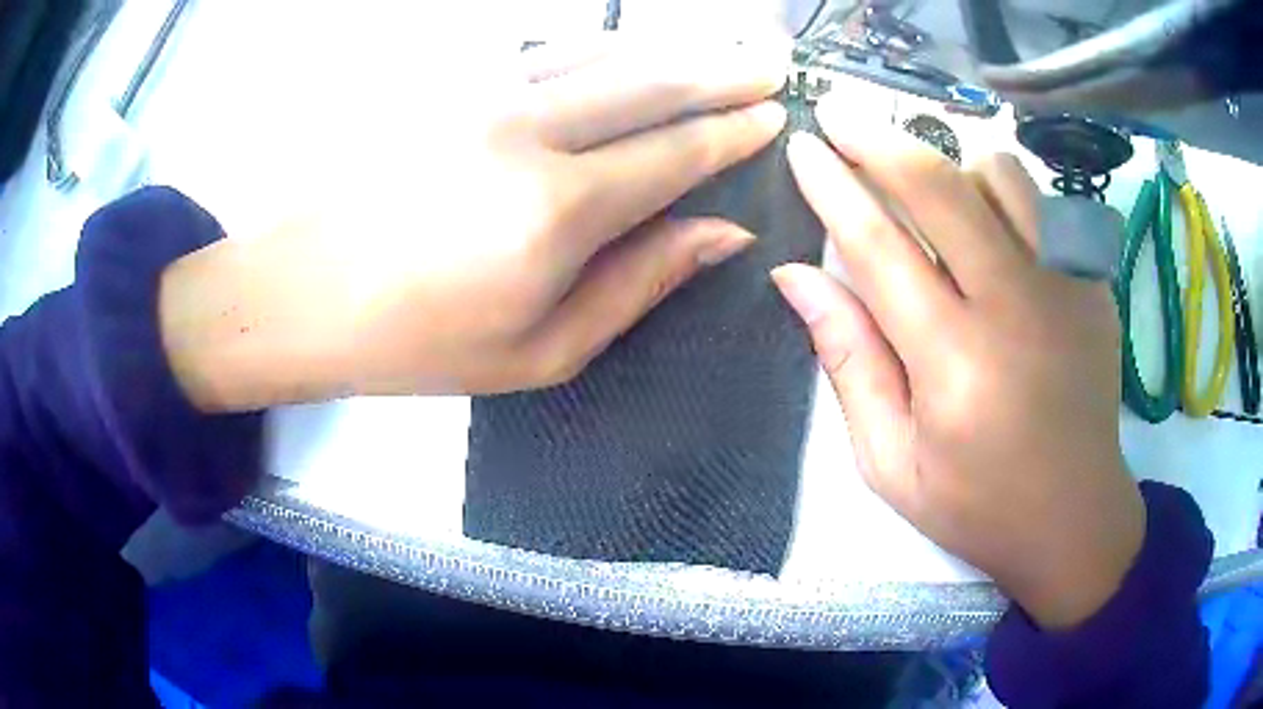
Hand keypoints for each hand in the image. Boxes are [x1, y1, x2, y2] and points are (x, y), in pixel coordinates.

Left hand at [160, 37, 788, 409]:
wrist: (303, 294)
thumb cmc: (417, 342)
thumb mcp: (541, 350)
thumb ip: (640, 284)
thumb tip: (722, 234)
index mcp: (557, 211)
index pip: (677, 152)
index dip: (735, 132)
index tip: (774, 116)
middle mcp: (528, 132)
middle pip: (653, 81)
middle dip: (724, 70)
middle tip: (771, 63)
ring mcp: (482, 95)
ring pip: (604, 52)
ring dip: (672, 49)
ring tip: (718, 51)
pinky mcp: (449, 83)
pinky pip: (547, 49)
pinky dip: (603, 46)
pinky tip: (627, 50)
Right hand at [772, 96, 1143, 628]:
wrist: (1076, 519)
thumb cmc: (978, 506)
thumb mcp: (891, 462)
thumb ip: (848, 362)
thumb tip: (797, 276)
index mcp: (955, 366)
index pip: (879, 248)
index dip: (832, 188)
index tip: (803, 146)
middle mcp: (1016, 310)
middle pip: (941, 186)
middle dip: (880, 140)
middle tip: (841, 119)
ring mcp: (1065, 289)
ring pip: (1000, 176)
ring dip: (950, 166)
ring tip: (928, 190)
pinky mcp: (1094, 286)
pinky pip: (1040, 207)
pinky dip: (1002, 200)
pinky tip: (990, 235)